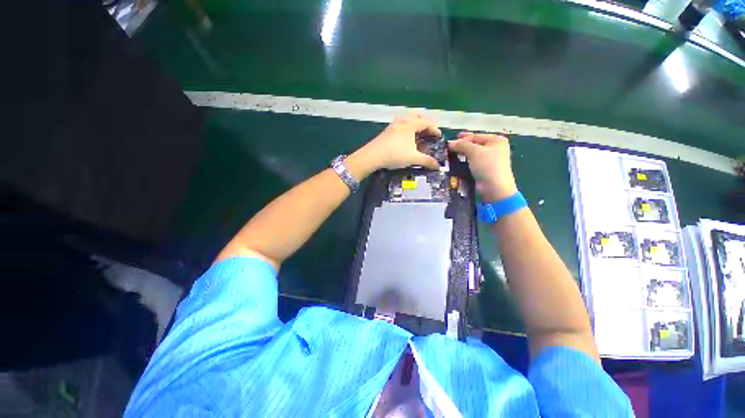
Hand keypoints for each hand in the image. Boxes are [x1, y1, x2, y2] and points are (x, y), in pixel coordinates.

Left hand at [352, 113, 441, 173]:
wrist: (373, 155)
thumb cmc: (395, 154)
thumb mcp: (413, 158)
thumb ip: (426, 161)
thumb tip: (438, 166)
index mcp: (411, 124)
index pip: (427, 122)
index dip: (435, 128)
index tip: (439, 137)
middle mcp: (403, 120)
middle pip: (418, 116)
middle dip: (426, 122)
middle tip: (430, 131)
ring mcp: (394, 124)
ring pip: (408, 118)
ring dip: (416, 123)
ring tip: (419, 133)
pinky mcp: (387, 130)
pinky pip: (401, 123)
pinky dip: (408, 127)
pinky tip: (406, 137)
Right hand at [448, 132, 517, 201]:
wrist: (494, 187)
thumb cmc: (488, 166)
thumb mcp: (474, 152)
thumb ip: (462, 145)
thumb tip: (450, 143)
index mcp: (496, 140)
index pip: (476, 136)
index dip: (463, 138)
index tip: (450, 141)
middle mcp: (495, 148)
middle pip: (475, 144)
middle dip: (462, 146)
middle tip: (449, 148)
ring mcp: (490, 160)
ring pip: (473, 154)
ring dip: (462, 154)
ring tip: (451, 155)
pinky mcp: (485, 169)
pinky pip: (473, 162)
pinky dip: (465, 162)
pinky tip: (457, 162)